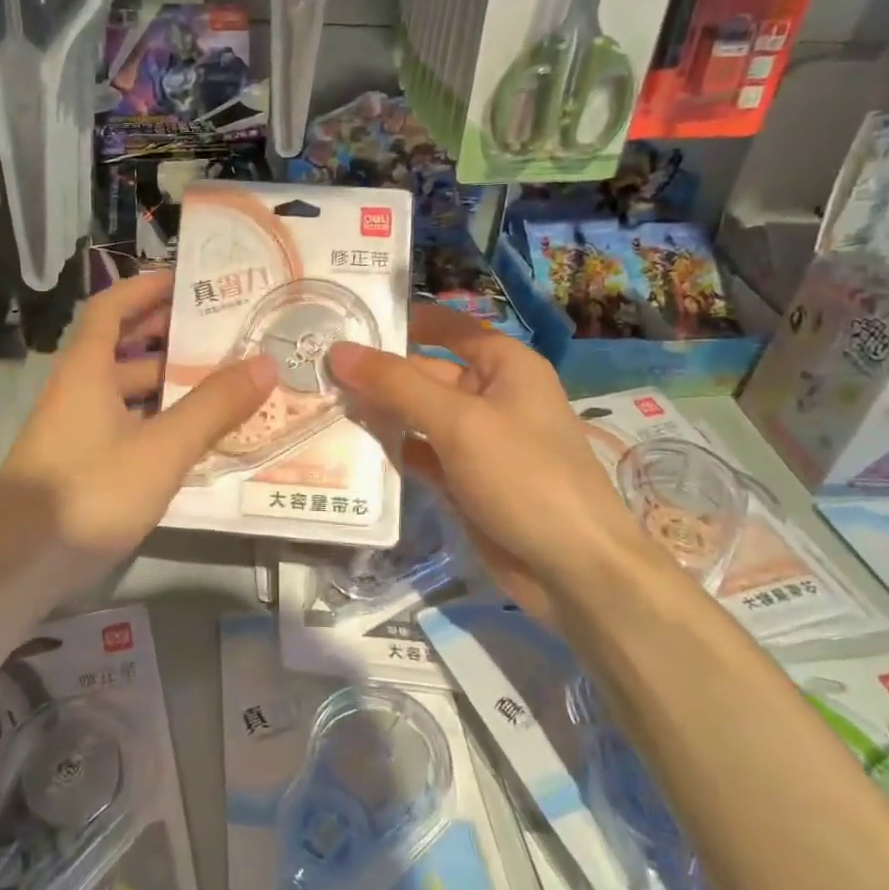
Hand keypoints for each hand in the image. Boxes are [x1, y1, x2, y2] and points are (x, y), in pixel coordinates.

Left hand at [0, 270, 275, 596]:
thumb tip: (266, 362)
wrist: (16, 570)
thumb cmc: (88, 494)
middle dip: (165, 334)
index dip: (144, 288)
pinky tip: (190, 438)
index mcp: (85, 371)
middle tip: (219, 330)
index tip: (185, 279)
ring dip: (166, 382)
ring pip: (125, 392)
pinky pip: (125, 426)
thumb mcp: (161, 449)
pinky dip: (156, 421)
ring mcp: (74, 431)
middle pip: (120, 347)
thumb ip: (214, 407)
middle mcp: (76, 392)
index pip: (110, 308)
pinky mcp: (79, 466)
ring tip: (220, 381)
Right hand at [328, 304, 668, 620]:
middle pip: (424, 372)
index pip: (444, 326)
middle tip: (314, 370)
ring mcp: (478, 440)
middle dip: (377, 373)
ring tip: (319, 404)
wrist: (574, 570)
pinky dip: (392, 450)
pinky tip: (349, 448)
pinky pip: (421, 453)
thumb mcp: (458, 422)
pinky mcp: (465, 479)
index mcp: (504, 365)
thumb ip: (395, 384)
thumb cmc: (524, 476)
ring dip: (378, 412)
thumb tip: (338, 350)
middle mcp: (491, 395)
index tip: (343, 319)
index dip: (398, 320)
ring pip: (418, 415)